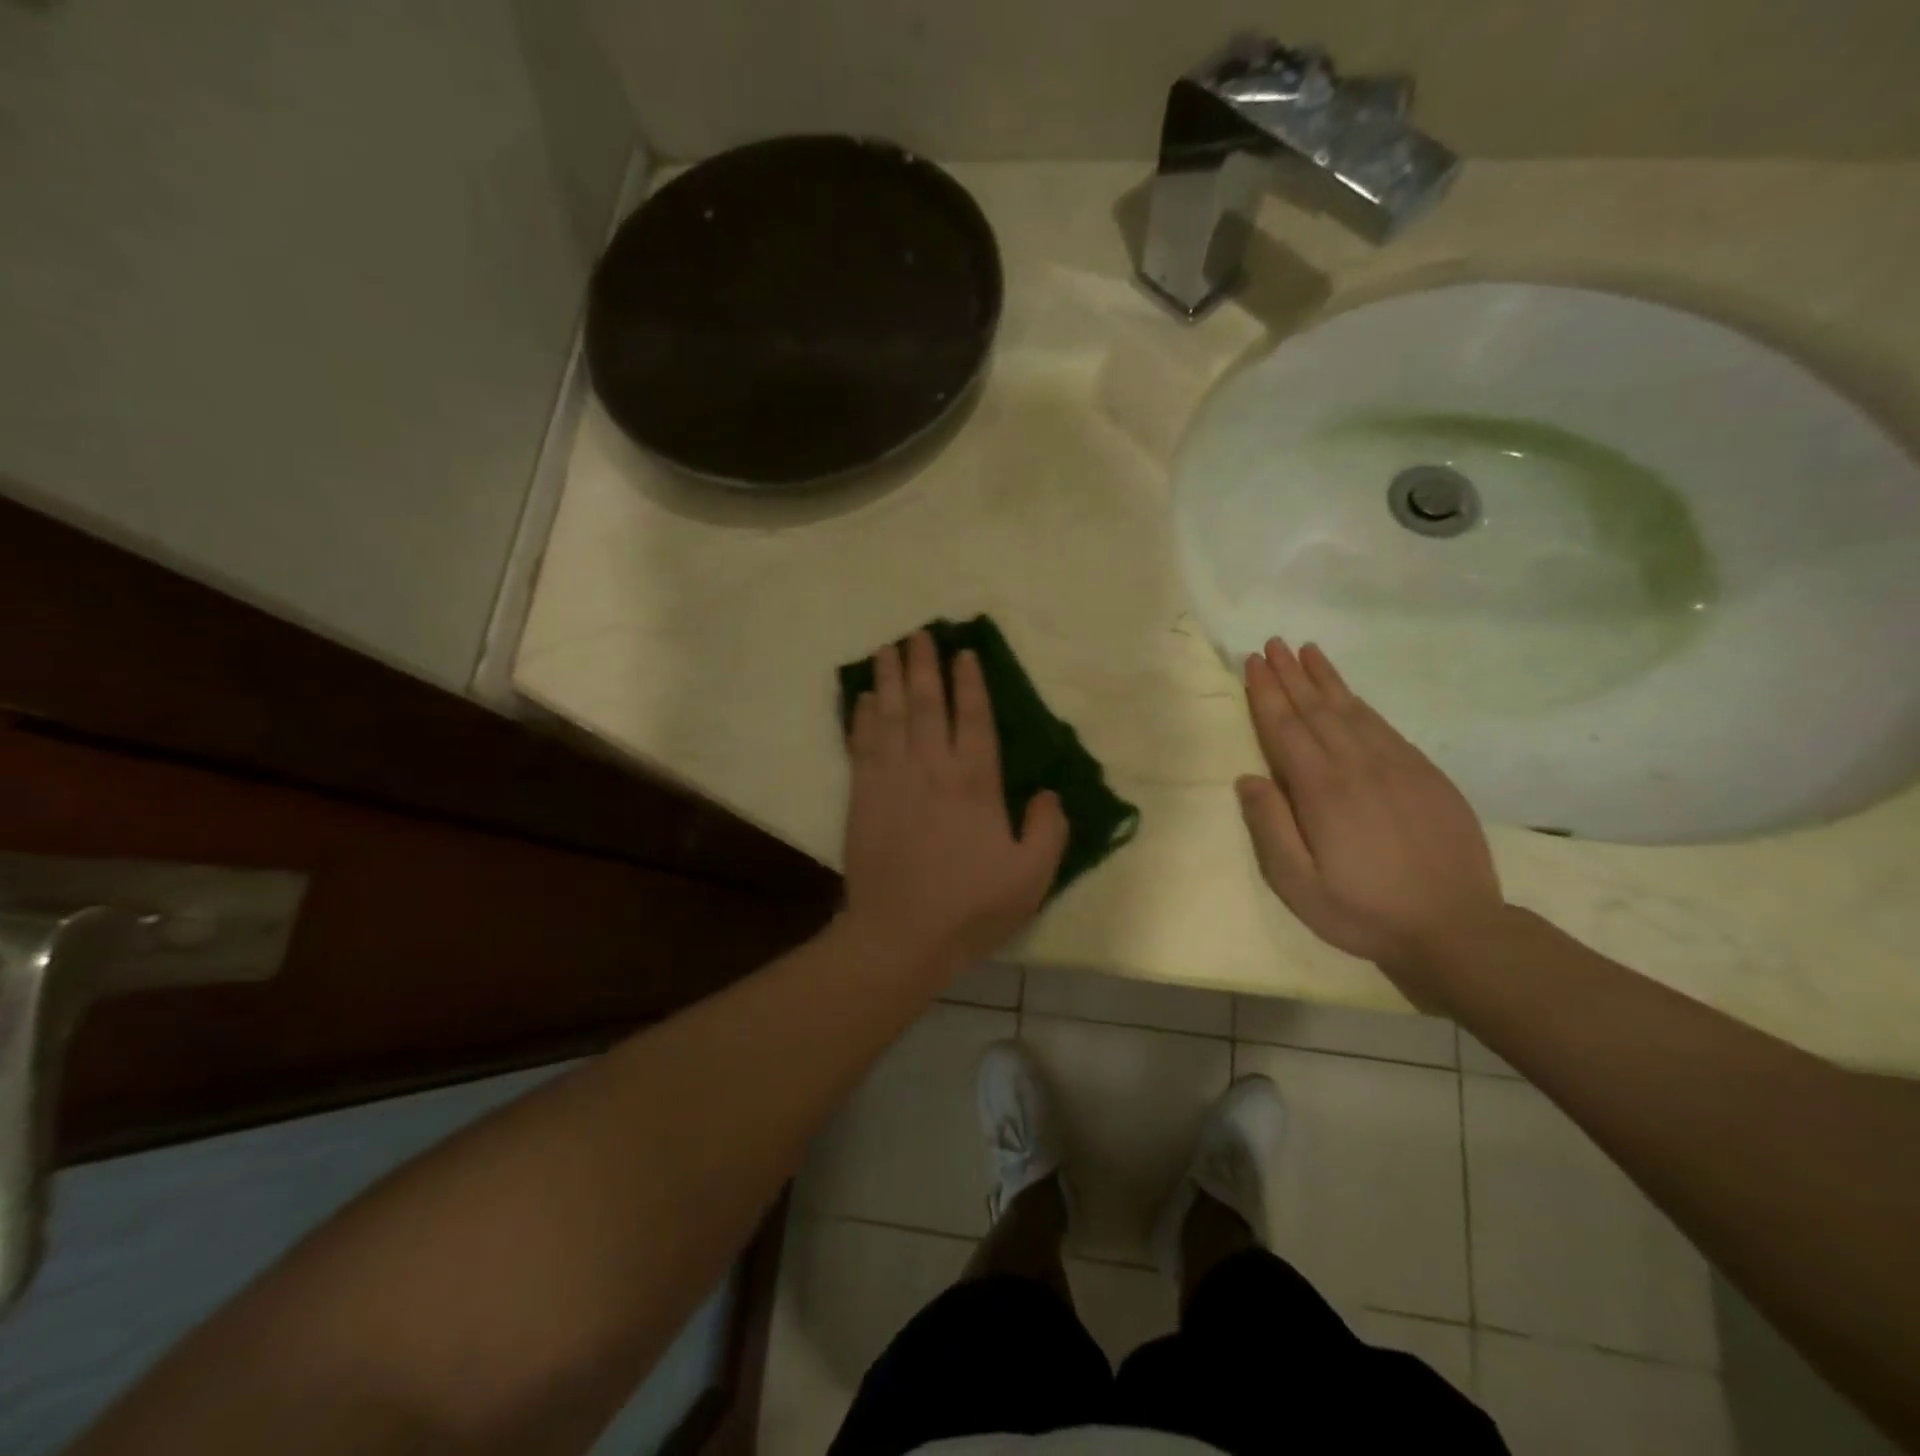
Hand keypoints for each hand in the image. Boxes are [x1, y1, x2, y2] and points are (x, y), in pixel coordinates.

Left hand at [841, 630, 1068, 975]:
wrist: (901, 934)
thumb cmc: (971, 906)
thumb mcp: (1031, 876)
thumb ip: (1049, 829)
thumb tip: (1050, 793)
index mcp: (975, 782)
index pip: (973, 717)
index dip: (969, 682)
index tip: (963, 653)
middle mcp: (931, 768)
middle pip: (925, 704)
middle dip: (922, 665)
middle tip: (918, 633)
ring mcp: (892, 779)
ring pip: (889, 715)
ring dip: (888, 679)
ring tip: (887, 649)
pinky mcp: (862, 796)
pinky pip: (861, 744)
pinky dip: (861, 718)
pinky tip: (862, 700)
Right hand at [1236, 638, 1506, 989]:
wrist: (1456, 928)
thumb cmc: (1363, 911)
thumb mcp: (1298, 884)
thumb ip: (1270, 827)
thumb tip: (1248, 778)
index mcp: (1322, 790)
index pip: (1285, 728)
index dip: (1266, 693)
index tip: (1252, 662)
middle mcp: (1358, 766)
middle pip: (1317, 709)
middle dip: (1291, 674)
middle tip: (1272, 644)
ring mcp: (1397, 766)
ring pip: (1353, 710)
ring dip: (1325, 679)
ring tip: (1307, 652)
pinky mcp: (1426, 774)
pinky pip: (1385, 726)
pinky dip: (1361, 703)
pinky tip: (1350, 695)